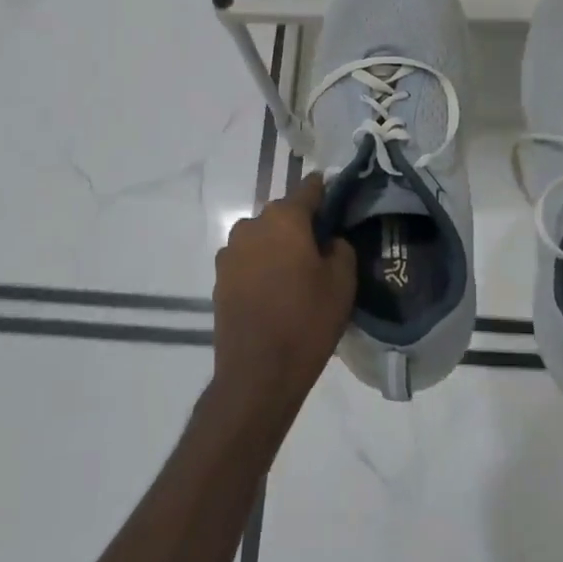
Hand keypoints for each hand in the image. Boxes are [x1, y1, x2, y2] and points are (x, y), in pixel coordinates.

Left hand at [210, 173, 356, 429]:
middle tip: (321, 250)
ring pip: (263, 238)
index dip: (326, 193)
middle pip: (283, 214)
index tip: (338, 204)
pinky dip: (262, 267)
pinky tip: (275, 292)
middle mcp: (251, 225)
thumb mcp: (342, 281)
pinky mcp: (219, 278)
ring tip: (296, 275)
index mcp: (284, 218)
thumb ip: (340, 247)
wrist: (258, 373)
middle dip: (301, 226)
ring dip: (278, 247)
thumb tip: (329, 240)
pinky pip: (248, 261)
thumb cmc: (307, 321)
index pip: (309, 188)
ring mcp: (230, 252)